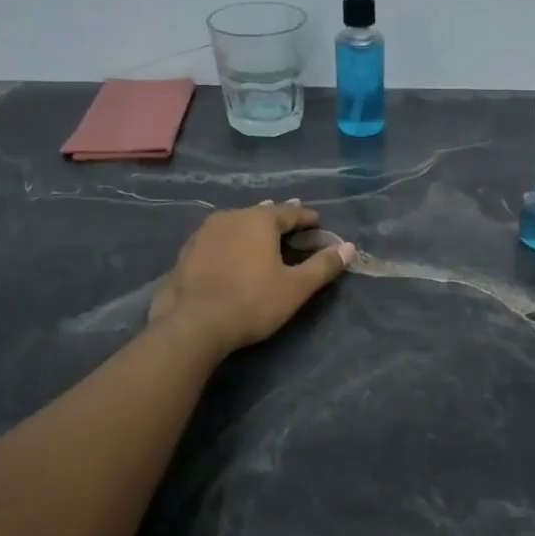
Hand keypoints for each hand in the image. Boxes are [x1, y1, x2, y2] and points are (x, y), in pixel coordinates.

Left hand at [148, 201, 355, 359]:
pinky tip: (231, 257)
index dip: (306, 218)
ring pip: (235, 225)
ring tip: (262, 240)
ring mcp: (203, 233)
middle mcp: (230, 217)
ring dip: (251, 231)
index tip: (317, 222)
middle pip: (260, 214)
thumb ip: (323, 266)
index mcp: (259, 220)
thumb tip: (348, 247)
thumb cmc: (252, 302)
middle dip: (278, 220)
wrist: (193, 323)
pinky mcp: (186, 253)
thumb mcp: (296, 287)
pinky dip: (230, 245)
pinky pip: (216, 241)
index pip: (289, 212)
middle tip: (292, 227)